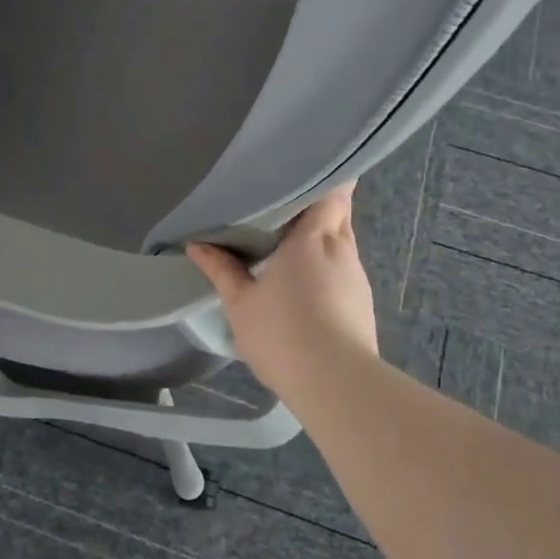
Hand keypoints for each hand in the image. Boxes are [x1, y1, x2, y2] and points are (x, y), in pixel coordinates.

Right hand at [186, 184, 377, 383]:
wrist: (336, 384)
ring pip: (343, 243)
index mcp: (313, 238)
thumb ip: (221, 269)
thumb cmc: (282, 333)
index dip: (325, 179)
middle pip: (339, 213)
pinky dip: (330, 266)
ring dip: (323, 239)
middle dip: (319, 207)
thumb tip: (196, 245)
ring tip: (293, 246)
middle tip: (287, 208)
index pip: (333, 191)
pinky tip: (309, 284)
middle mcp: (342, 249)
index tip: (304, 174)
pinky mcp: (363, 303)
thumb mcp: (240, 303)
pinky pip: (346, 269)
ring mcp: (357, 277)